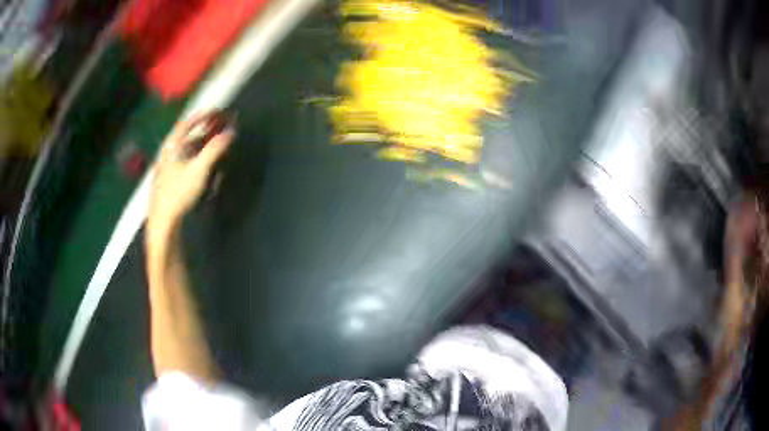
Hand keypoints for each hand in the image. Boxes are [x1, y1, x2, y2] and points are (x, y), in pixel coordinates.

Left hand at [148, 112, 233, 233]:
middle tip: (216, 127)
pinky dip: (194, 159)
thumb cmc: (178, 193)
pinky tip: (201, 167)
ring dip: (199, 146)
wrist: (162, 221)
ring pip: (183, 152)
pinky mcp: (167, 183)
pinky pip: (183, 164)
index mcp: (171, 147)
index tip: (213, 111)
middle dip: (202, 131)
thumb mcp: (199, 169)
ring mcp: (165, 170)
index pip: (185, 125)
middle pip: (185, 138)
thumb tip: (230, 132)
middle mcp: (167, 155)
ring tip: (212, 145)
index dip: (200, 116)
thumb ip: (214, 149)